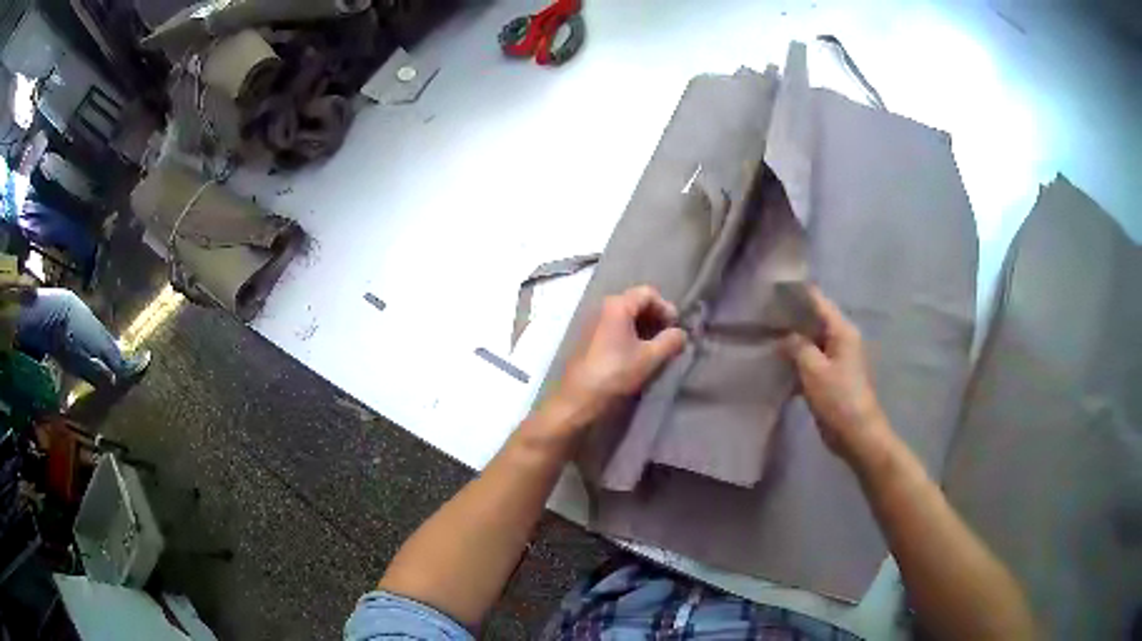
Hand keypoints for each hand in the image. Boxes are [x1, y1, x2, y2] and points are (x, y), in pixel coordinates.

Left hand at [550, 285, 686, 428]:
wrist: (578, 398)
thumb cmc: (615, 373)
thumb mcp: (650, 358)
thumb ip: (670, 341)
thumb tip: (681, 334)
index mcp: (617, 305)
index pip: (648, 293)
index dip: (666, 308)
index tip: (676, 328)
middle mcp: (603, 308)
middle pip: (636, 303)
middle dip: (656, 318)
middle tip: (669, 338)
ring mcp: (594, 323)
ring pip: (626, 317)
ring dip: (644, 328)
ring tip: (657, 348)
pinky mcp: (589, 339)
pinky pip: (615, 328)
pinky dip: (631, 335)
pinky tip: (639, 355)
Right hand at [783, 287, 892, 465]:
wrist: (856, 434)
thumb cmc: (838, 398)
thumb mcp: (813, 369)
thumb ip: (797, 346)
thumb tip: (785, 336)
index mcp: (842, 331)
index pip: (818, 302)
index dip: (797, 295)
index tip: (773, 291)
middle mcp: (842, 340)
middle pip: (815, 321)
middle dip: (792, 319)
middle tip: (764, 317)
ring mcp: (838, 360)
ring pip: (812, 343)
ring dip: (793, 342)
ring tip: (766, 338)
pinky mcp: (832, 378)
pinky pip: (812, 362)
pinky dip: (798, 361)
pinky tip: (778, 366)